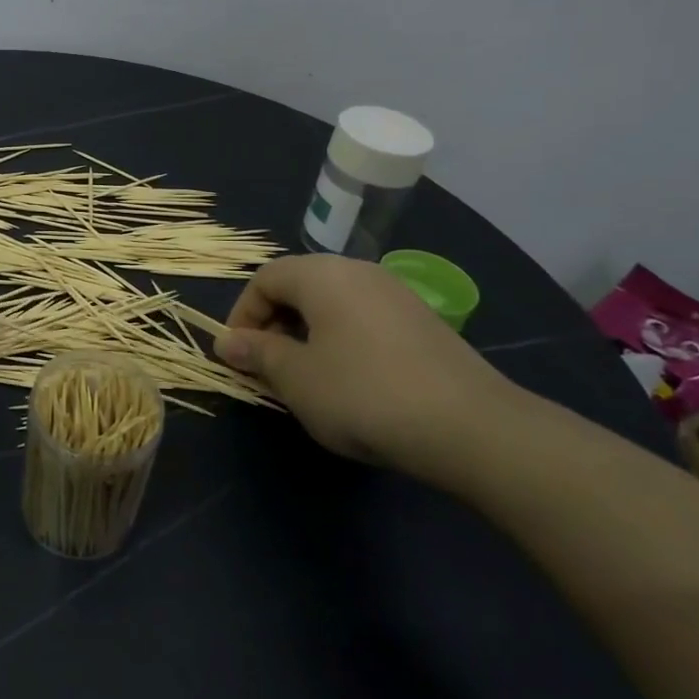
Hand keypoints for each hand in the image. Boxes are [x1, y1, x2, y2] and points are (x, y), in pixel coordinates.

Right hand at [217, 255, 518, 476]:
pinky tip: (349, 383)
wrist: (469, 426)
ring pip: (332, 305)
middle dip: (273, 326)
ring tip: (305, 380)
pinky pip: (363, 321)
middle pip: (299, 287)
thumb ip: (258, 353)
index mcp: (322, 274)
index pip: (265, 278)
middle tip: (267, 370)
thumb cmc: (362, 393)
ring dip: (306, 336)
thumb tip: (229, 342)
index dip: (242, 315)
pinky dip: (341, 342)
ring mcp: (396, 295)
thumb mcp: (296, 378)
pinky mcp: (422, 322)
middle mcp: (359, 272)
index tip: (237, 356)